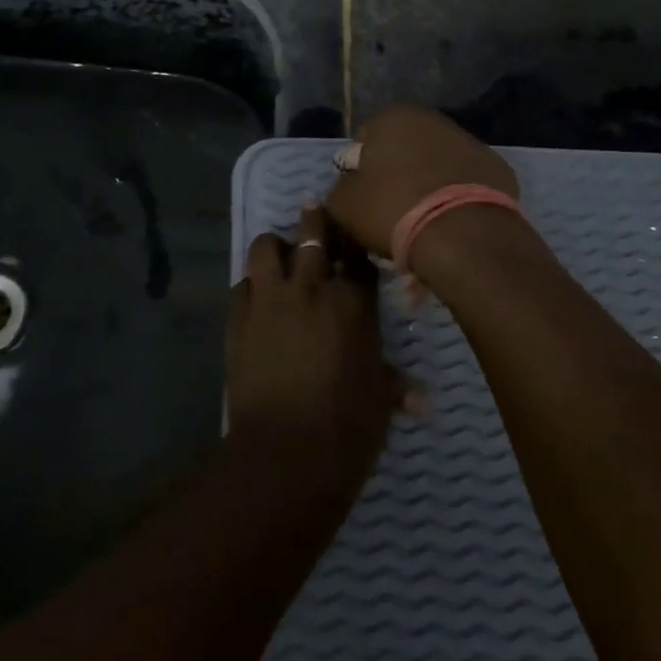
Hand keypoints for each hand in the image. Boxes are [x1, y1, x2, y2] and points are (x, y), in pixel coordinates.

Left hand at [226, 205, 404, 499]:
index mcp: (352, 303)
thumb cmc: (347, 428)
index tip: (353, 237)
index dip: (355, 244)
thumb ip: (395, 386)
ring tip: (280, 249)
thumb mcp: (379, 402)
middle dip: (315, 221)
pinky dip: (250, 285)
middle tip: (313, 209)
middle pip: (312, 236)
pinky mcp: (238, 319)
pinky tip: (255, 295)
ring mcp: (269, 300)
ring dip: (275, 245)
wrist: (285, 452)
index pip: (357, 258)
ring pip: (266, 248)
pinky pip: (241, 285)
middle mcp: (310, 288)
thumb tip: (422, 400)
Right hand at [327, 106, 518, 259]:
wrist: (462, 236)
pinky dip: (458, 194)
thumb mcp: (344, 204)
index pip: (364, 139)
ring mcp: (470, 141)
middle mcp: (432, 119)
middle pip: (404, 146)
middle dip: (397, 171)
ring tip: (424, 218)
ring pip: (438, 161)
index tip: (364, 196)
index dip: (360, 169)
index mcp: (392, 117)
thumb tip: (350, 186)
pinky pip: (467, 180)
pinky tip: (453, 220)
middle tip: (392, 208)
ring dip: (429, 181)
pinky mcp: (497, 167)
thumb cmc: (392, 210)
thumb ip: (341, 187)